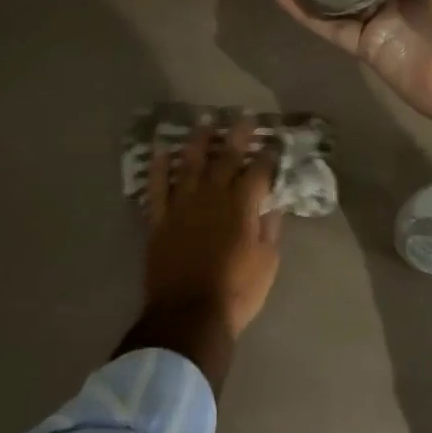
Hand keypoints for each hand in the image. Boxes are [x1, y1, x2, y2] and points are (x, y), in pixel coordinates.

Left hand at [143, 118, 282, 337]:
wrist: (188, 316)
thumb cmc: (236, 292)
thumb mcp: (267, 262)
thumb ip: (269, 228)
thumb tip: (272, 203)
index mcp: (242, 206)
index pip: (259, 171)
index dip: (268, 155)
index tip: (274, 142)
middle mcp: (212, 196)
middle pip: (226, 158)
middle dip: (237, 135)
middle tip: (243, 117)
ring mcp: (182, 205)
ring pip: (190, 163)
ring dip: (198, 140)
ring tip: (204, 121)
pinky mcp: (159, 219)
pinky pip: (157, 186)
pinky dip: (158, 166)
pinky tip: (161, 149)